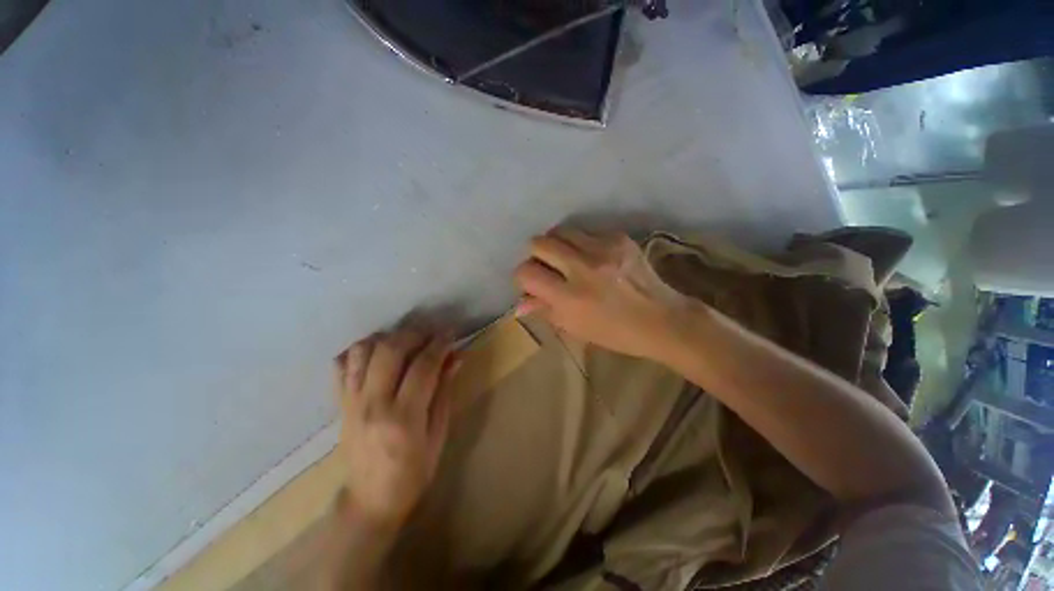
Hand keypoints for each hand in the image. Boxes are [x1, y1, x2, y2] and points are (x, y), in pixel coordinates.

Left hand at [333, 328, 457, 529]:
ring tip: (406, 340)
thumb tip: (456, 358)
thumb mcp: (438, 434)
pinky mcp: (340, 404)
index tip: (451, 333)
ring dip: (387, 337)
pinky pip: (343, 365)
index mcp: (403, 417)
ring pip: (363, 351)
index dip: (439, 344)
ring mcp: (351, 402)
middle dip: (415, 333)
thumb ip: (444, 391)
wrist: (370, 501)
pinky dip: (360, 350)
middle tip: (431, 332)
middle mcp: (373, 404)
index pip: (423, 366)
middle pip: (390, 350)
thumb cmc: (413, 473)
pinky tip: (378, 352)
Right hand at [514, 229, 688, 359]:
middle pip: (539, 243)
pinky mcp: (619, 238)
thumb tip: (520, 303)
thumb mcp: (574, 327)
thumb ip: (544, 310)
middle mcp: (582, 268)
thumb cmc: (614, 332)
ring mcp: (603, 249)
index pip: (526, 272)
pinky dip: (582, 243)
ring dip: (557, 244)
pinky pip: (587, 232)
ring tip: (567, 258)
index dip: (523, 277)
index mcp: (569, 297)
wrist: (661, 320)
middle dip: (536, 255)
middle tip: (547, 267)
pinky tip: (593, 258)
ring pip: (561, 231)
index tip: (532, 282)